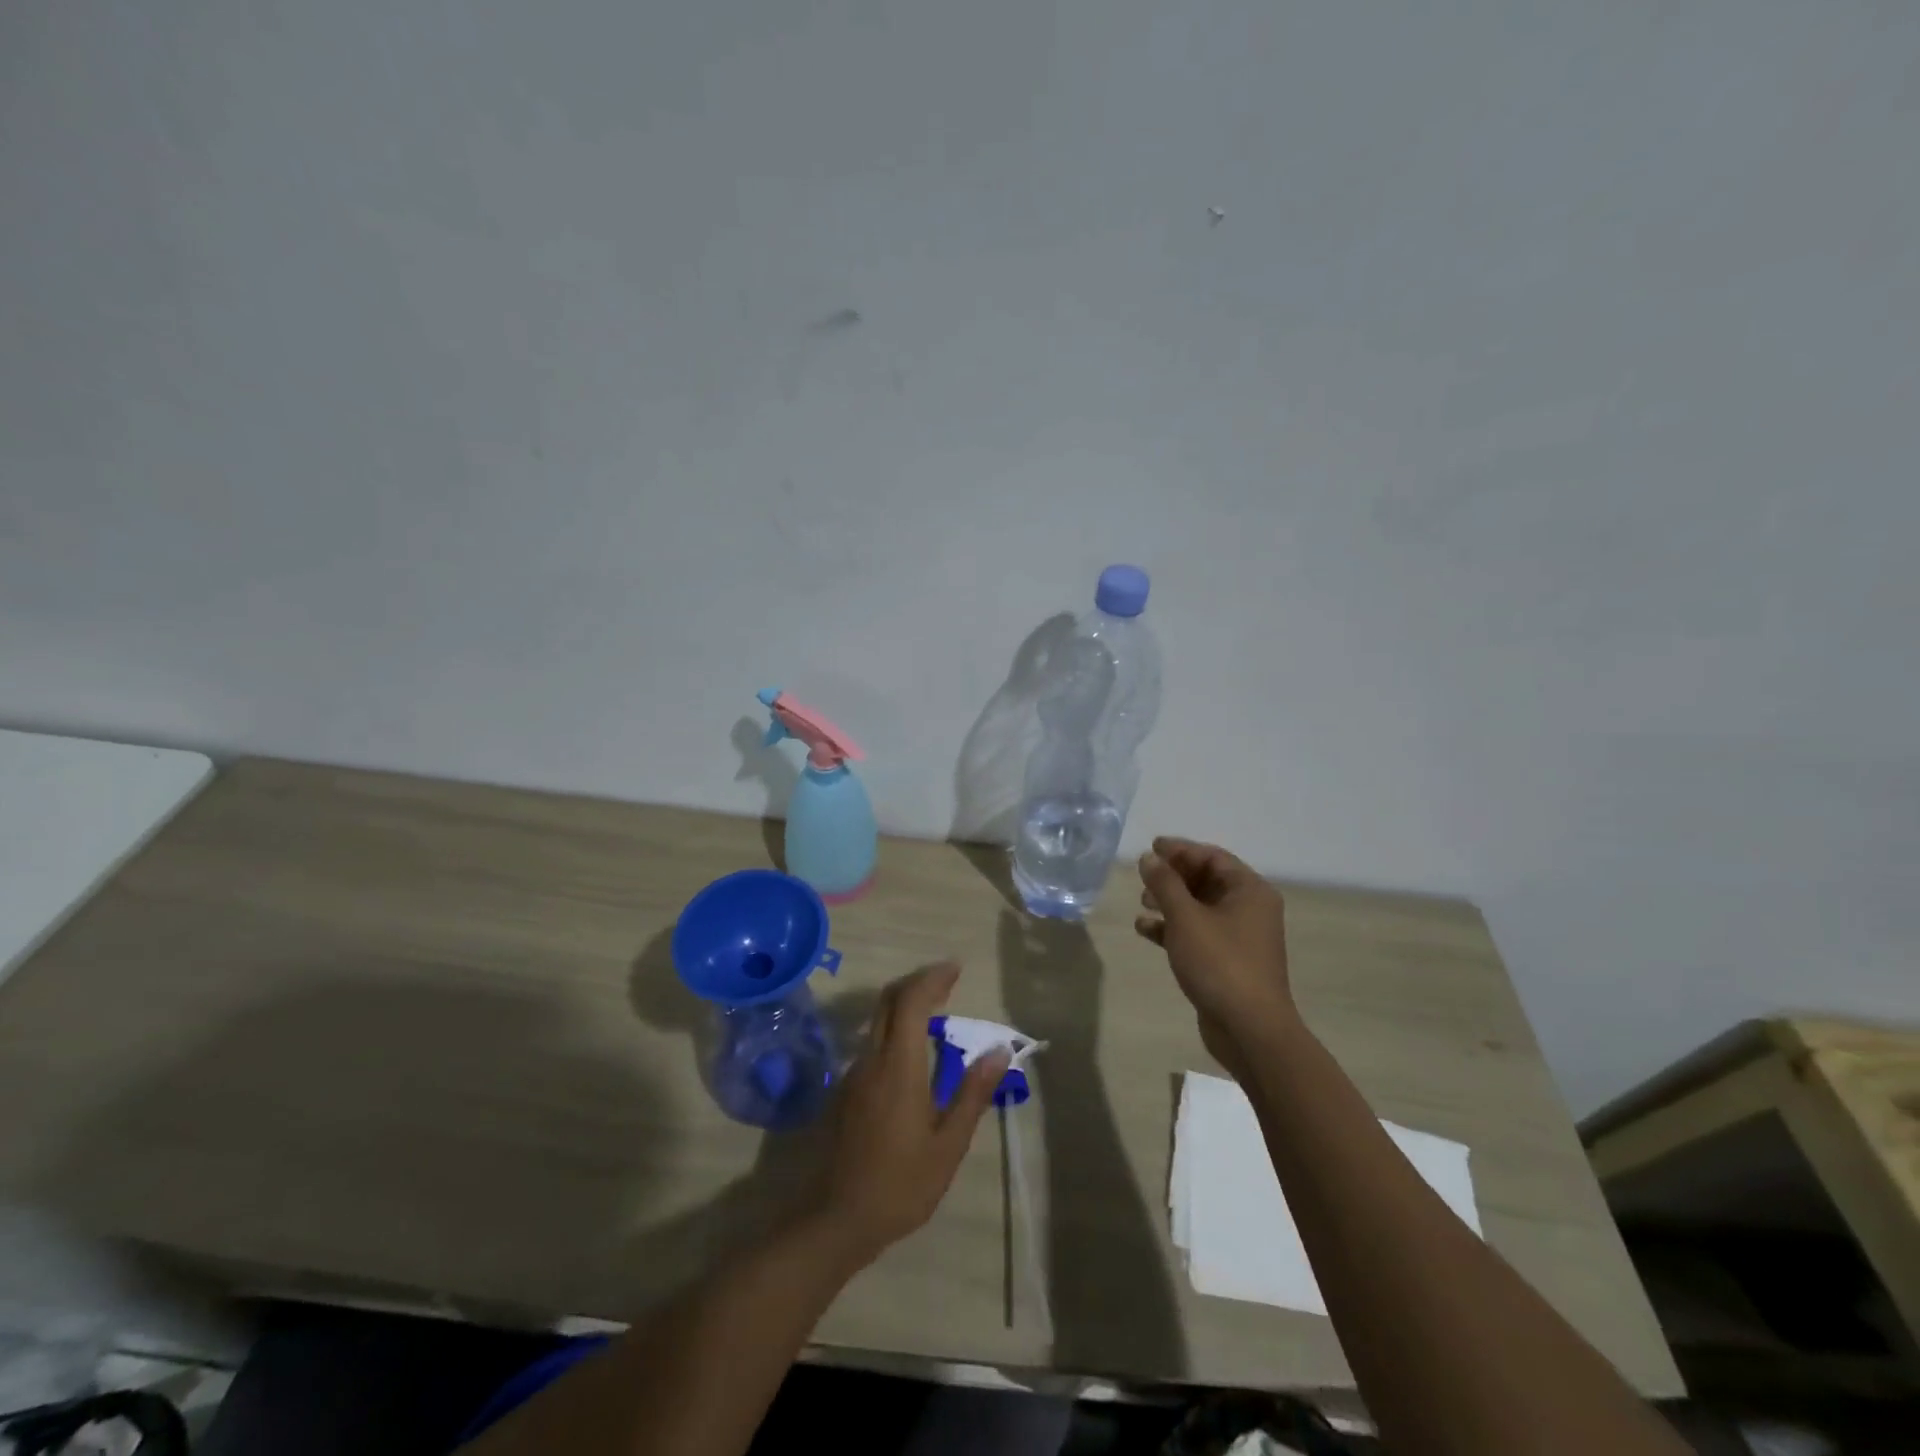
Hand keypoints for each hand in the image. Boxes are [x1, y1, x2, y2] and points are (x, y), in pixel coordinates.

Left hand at [818, 962, 1008, 1258]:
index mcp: (898, 1066)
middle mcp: (871, 1059)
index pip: (910, 1001)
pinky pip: (872, 1044)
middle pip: (889, 1001)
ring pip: (878, 1021)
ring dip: (905, 1006)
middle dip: (918, 983)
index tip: (956, 969)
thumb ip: (972, 1094)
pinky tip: (915, 1055)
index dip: (932, 978)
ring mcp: (853, 1074)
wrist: (836, 1219)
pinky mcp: (845, 1090)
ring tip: (938, 1015)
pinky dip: (895, 1031)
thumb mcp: (948, 1145)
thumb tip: (998, 1052)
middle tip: (948, 982)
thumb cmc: (900, 1185)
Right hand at [1135, 837, 1295, 1076]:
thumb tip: (1150, 857)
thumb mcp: (1186, 917)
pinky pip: (1197, 932)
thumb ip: (1165, 883)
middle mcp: (1249, 908)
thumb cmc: (1220, 963)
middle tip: (1143, 878)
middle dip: (1173, 877)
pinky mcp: (1227, 960)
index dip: (1180, 850)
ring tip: (1142, 903)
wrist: (1249, 1029)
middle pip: (1206, 880)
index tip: (1150, 849)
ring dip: (1169, 902)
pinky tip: (1145, 930)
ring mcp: (1239, 936)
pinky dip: (1173, 928)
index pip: (1212, 856)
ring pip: (1199, 907)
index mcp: (1249, 890)